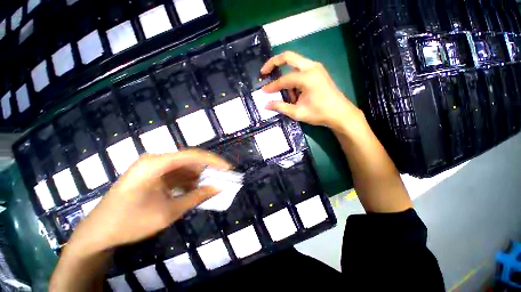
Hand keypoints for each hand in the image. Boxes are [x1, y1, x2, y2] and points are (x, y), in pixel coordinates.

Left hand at [67, 149, 229, 254]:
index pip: (193, 155)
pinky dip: (187, 182)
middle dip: (207, 169)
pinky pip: (176, 174)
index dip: (213, 161)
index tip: (228, 168)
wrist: (98, 233)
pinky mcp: (152, 174)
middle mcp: (155, 160)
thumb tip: (219, 188)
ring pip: (184, 167)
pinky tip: (194, 191)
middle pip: (189, 159)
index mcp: (156, 163)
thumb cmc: (130, 222)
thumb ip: (197, 197)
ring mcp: (153, 167)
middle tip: (221, 178)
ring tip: (210, 187)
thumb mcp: (169, 212)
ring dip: (198, 177)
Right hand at [261, 51, 361, 130]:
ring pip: (294, 63)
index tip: (263, 91)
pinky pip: (301, 69)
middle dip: (273, 63)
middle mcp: (312, 67)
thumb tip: (266, 105)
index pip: (284, 79)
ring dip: (286, 76)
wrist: (340, 114)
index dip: (272, 86)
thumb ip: (280, 107)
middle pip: (288, 56)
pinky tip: (296, 93)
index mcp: (307, 77)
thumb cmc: (320, 114)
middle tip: (264, 72)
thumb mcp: (298, 112)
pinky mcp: (318, 71)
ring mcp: (316, 67)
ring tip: (287, 95)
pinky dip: (294, 78)